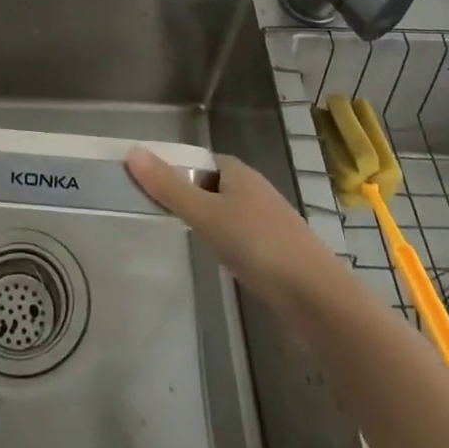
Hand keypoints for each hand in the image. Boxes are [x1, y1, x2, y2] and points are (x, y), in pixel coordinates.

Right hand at [126, 147, 342, 313]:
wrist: (316, 296)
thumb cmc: (257, 245)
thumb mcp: (205, 214)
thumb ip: (168, 187)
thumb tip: (132, 151)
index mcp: (238, 171)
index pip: (197, 160)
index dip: (173, 169)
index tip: (148, 187)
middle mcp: (254, 188)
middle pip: (211, 184)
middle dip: (187, 195)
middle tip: (158, 214)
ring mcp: (268, 219)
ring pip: (226, 210)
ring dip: (206, 220)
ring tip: (183, 237)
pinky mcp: (276, 248)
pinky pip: (240, 234)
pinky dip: (224, 240)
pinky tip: (218, 258)